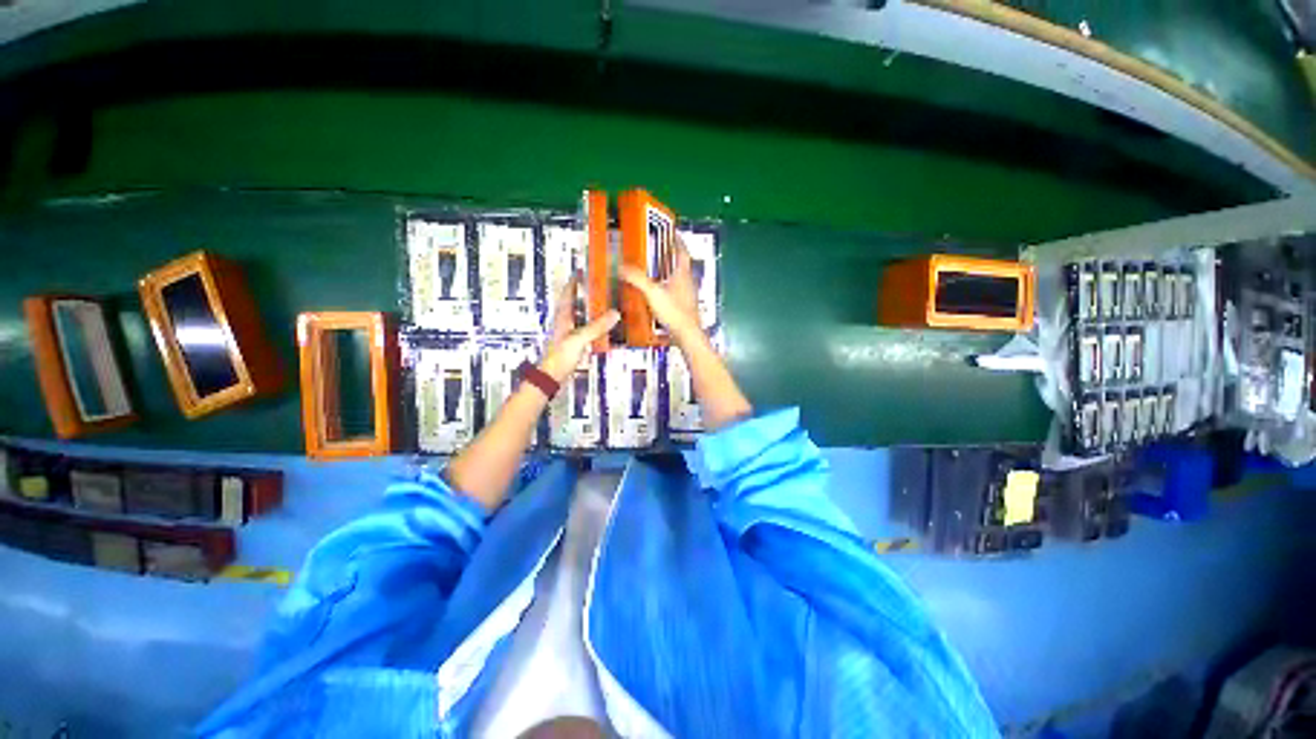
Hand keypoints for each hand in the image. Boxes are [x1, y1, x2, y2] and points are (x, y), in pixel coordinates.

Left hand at [539, 274, 619, 383]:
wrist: (552, 376)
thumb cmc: (561, 355)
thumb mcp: (579, 339)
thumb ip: (596, 327)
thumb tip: (615, 313)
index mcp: (563, 315)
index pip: (568, 292)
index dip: (575, 280)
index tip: (585, 270)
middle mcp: (566, 321)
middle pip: (576, 302)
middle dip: (587, 293)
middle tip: (603, 286)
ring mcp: (570, 332)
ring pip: (582, 315)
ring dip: (592, 309)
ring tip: (608, 303)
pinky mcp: (575, 343)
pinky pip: (587, 328)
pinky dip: (595, 324)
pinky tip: (605, 327)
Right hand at [620, 237, 701, 346]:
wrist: (687, 334)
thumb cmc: (674, 312)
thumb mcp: (653, 293)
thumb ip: (637, 279)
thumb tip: (621, 267)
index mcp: (682, 274)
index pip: (682, 251)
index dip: (678, 240)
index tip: (673, 232)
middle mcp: (688, 282)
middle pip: (681, 264)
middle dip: (672, 256)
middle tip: (661, 250)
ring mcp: (688, 295)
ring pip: (680, 278)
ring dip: (671, 272)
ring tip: (658, 270)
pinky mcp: (686, 307)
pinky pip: (677, 291)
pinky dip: (669, 287)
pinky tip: (660, 293)